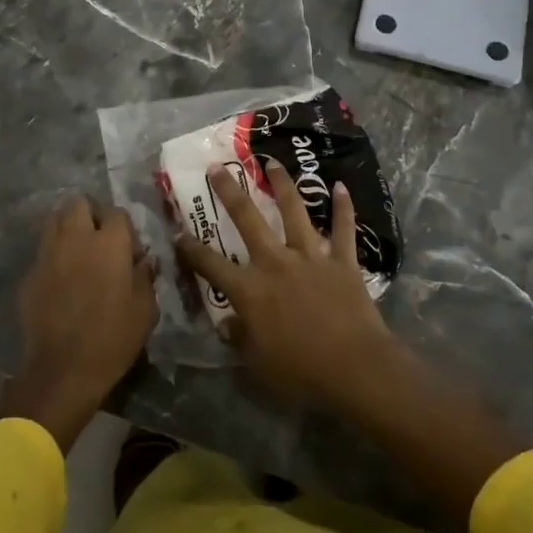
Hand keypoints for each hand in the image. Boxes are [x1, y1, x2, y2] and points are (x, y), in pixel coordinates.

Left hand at [1, 195, 156, 452]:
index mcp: (109, 243)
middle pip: (79, 203)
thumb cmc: (112, 339)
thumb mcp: (145, 310)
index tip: (129, 251)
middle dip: (90, 214)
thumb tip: (143, 259)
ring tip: (78, 251)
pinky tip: (60, 278)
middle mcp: (76, 238)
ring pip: (55, 219)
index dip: (125, 228)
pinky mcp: (30, 273)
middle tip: (99, 239)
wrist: (62, 370)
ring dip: (68, 227)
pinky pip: (43, 251)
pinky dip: (53, 255)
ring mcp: (48, 253)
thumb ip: (145, 276)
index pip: (117, 213)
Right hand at [175, 159, 396, 407]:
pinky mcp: (342, 260)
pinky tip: (340, 186)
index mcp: (250, 289)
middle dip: (229, 191)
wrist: (354, 367)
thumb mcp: (257, 363)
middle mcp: (275, 262)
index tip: (178, 232)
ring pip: (293, 211)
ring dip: (282, 184)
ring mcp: (310, 256)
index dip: (191, 249)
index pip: (211, 265)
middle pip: (247, 219)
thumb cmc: (300, 371)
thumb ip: (239, 338)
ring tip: (272, 161)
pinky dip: (343, 207)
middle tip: (217, 168)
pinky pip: (343, 228)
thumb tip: (226, 323)